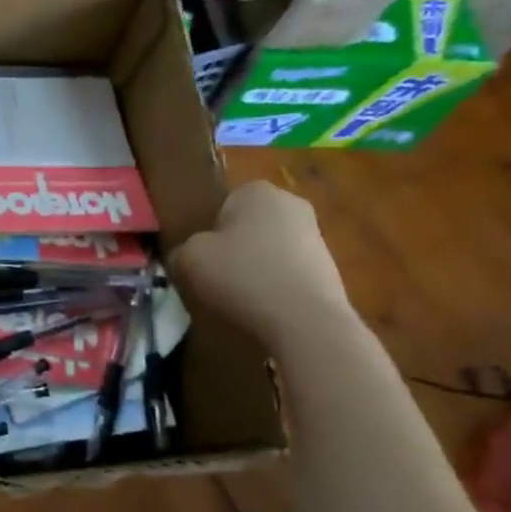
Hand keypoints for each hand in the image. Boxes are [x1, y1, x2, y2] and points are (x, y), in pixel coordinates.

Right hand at [170, 182, 352, 349]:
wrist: (305, 321)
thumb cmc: (242, 276)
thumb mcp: (188, 259)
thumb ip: (181, 250)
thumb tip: (185, 256)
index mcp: (256, 191)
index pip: (221, 204)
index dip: (206, 231)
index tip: (201, 257)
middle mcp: (290, 203)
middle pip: (247, 226)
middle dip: (233, 248)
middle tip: (216, 277)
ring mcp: (315, 236)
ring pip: (268, 249)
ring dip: (255, 268)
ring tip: (240, 298)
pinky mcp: (329, 267)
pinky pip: (287, 272)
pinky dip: (275, 286)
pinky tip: (265, 308)